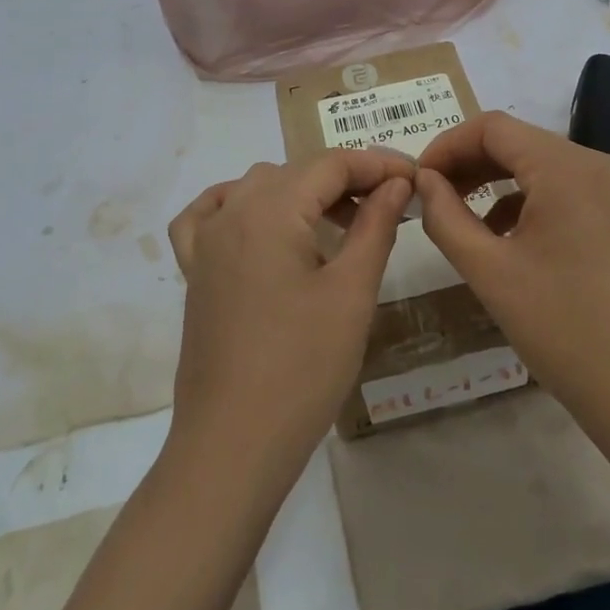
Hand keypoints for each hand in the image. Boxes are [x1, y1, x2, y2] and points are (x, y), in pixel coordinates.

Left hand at [166, 151, 412, 481]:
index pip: (330, 164)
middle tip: (390, 205)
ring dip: (301, 192)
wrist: (233, 444)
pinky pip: (209, 216)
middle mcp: (231, 213)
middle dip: (345, 179)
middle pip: (295, 172)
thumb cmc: (302, 367)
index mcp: (269, 210)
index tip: (414, 178)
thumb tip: (396, 183)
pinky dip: (239, 206)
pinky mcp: (195, 273)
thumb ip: (375, 226)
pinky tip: (261, 224)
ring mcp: (205, 243)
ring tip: (341, 220)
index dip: (377, 164)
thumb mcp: (351, 293)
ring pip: (256, 189)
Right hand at [415, 112, 609, 429]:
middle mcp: (599, 165)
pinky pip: (566, 188)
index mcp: (568, 170)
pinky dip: (528, 199)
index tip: (419, 179)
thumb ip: (445, 216)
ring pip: (541, 164)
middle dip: (469, 163)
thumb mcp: (488, 271)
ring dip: (496, 180)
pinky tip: (504, 235)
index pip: (493, 128)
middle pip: (519, 142)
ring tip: (460, 215)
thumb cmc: (560, 329)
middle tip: (432, 196)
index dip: (447, 145)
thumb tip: (423, 181)